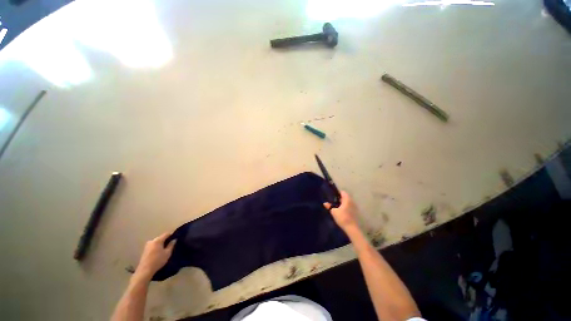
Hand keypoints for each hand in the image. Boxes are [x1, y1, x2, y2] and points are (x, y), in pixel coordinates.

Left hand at [135, 232, 175, 278]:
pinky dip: (157, 247)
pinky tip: (159, 252)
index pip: (166, 234)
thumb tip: (174, 240)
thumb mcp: (167, 253)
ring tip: (165, 249)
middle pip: (161, 237)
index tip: (176, 238)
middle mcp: (152, 241)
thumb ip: (171, 245)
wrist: (145, 270)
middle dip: (166, 240)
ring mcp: (147, 245)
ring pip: (157, 242)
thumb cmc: (158, 261)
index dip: (172, 235)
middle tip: (171, 244)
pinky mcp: (145, 250)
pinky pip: (153, 245)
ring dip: (161, 244)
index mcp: (158, 240)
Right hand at [324, 190, 358, 230]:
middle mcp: (352, 201)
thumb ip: (329, 206)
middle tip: (333, 201)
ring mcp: (354, 207)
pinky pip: (349, 206)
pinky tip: (341, 211)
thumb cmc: (342, 218)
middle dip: (340, 198)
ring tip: (336, 206)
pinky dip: (345, 207)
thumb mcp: (334, 212)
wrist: (352, 228)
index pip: (343, 192)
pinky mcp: (355, 212)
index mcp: (347, 199)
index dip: (337, 193)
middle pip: (345, 197)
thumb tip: (325, 203)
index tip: (332, 195)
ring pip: (347, 202)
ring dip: (343, 203)